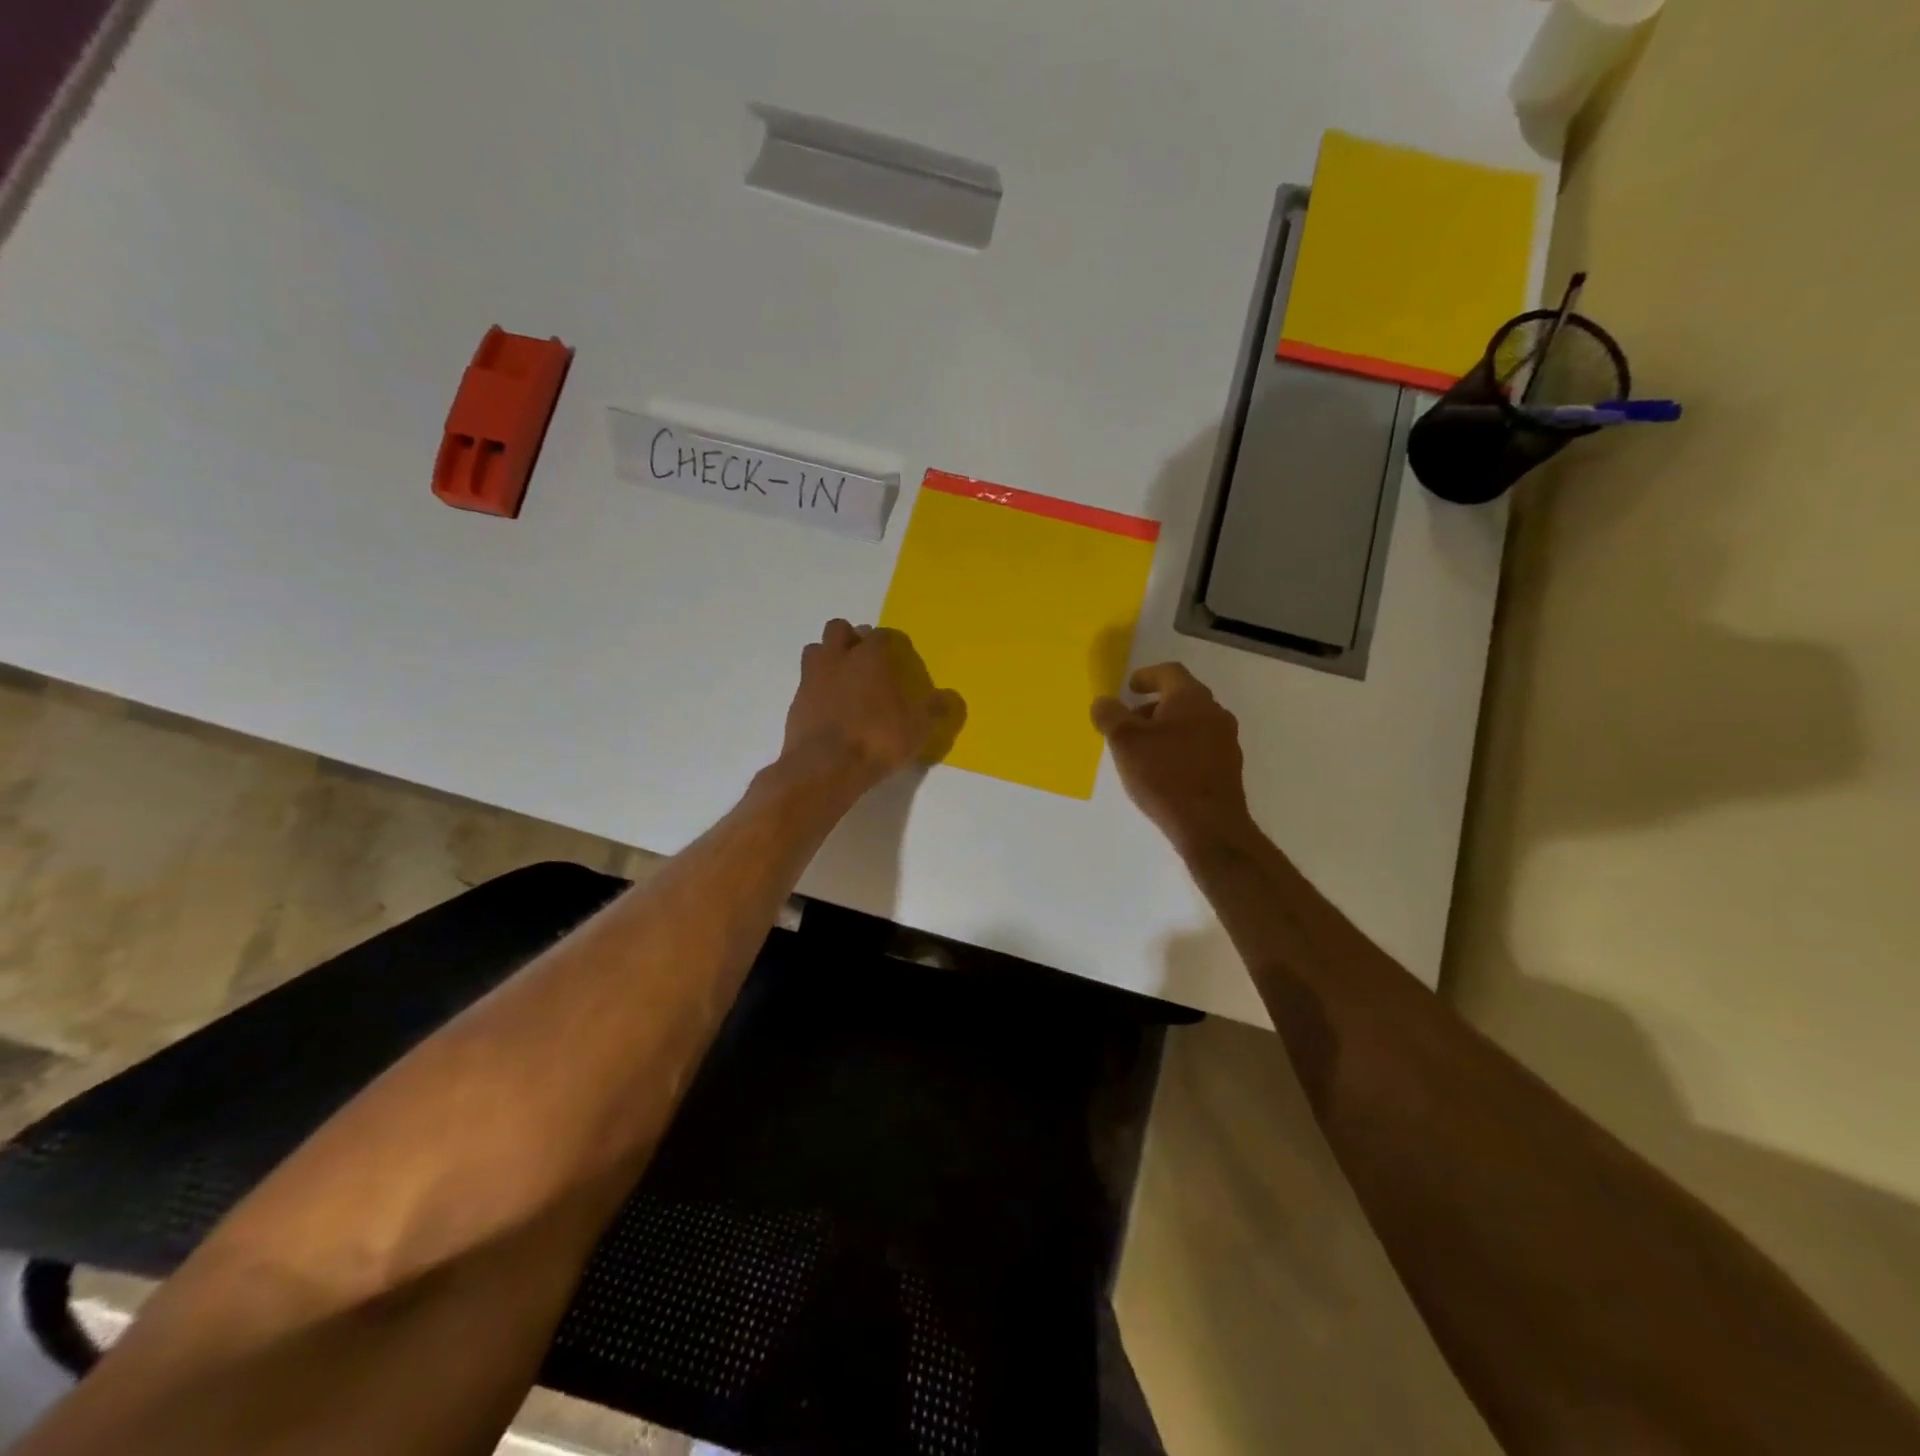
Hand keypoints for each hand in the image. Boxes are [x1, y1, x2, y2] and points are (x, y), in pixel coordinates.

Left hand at [782, 620, 964, 788]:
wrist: (826, 767)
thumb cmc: (877, 739)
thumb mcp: (917, 728)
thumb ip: (934, 709)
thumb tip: (950, 697)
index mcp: (869, 657)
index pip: (880, 634)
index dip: (888, 641)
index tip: (896, 654)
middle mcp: (838, 659)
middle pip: (838, 629)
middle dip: (851, 638)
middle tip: (864, 659)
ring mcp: (811, 679)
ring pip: (815, 650)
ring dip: (828, 657)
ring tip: (843, 678)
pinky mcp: (795, 702)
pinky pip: (805, 683)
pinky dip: (817, 688)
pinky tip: (829, 707)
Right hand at [1093, 663, 1256, 857]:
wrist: (1210, 825)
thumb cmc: (1164, 774)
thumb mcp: (1125, 742)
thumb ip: (1109, 716)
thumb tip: (1102, 702)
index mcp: (1191, 698)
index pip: (1169, 672)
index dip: (1146, 675)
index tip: (1129, 688)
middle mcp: (1214, 713)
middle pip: (1181, 698)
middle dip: (1152, 707)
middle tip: (1129, 723)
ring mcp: (1226, 741)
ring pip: (1191, 724)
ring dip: (1165, 729)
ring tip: (1142, 751)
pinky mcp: (1228, 768)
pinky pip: (1199, 746)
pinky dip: (1179, 749)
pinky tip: (1163, 772)